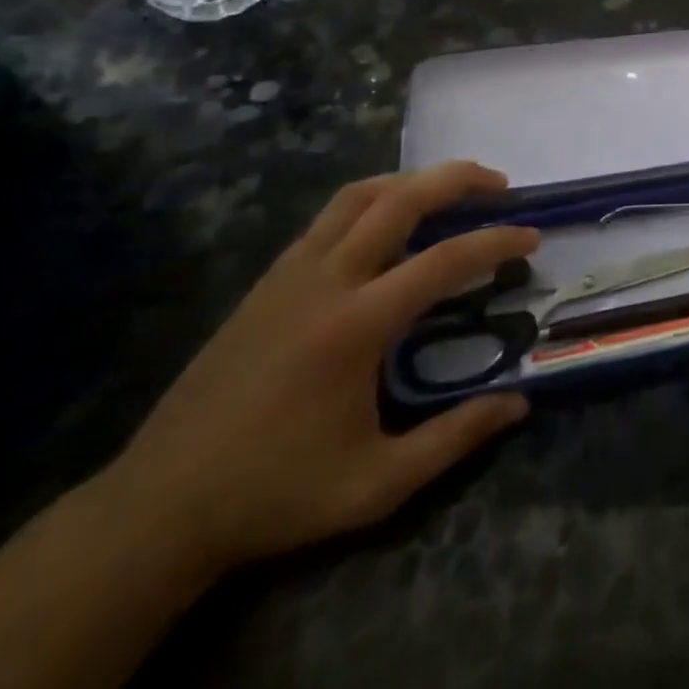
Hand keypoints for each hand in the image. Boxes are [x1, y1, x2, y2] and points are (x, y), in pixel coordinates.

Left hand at [103, 162, 538, 574]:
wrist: (156, 509)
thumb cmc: (274, 494)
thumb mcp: (375, 484)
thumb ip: (453, 439)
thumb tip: (519, 403)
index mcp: (355, 325)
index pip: (445, 260)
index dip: (497, 242)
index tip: (532, 237)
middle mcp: (325, 281)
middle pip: (400, 199)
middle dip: (457, 179)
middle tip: (500, 184)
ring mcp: (290, 274)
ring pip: (359, 196)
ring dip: (412, 181)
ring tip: (450, 190)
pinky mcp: (268, 281)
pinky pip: (330, 217)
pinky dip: (374, 201)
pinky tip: (390, 226)